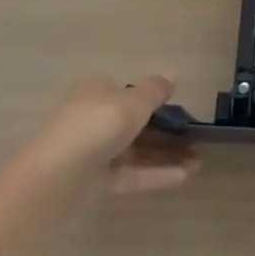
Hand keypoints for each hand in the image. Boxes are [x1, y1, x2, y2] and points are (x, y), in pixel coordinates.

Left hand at [25, 74, 197, 194]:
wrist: (56, 176)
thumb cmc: (98, 124)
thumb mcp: (134, 102)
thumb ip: (155, 90)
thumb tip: (172, 73)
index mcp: (96, 90)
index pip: (126, 90)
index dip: (152, 98)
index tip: (178, 109)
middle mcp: (92, 117)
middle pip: (132, 122)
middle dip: (164, 131)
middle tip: (194, 139)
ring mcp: (92, 151)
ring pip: (134, 150)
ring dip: (164, 154)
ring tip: (198, 161)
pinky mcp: (93, 182)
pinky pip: (129, 174)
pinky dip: (153, 174)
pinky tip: (184, 177)